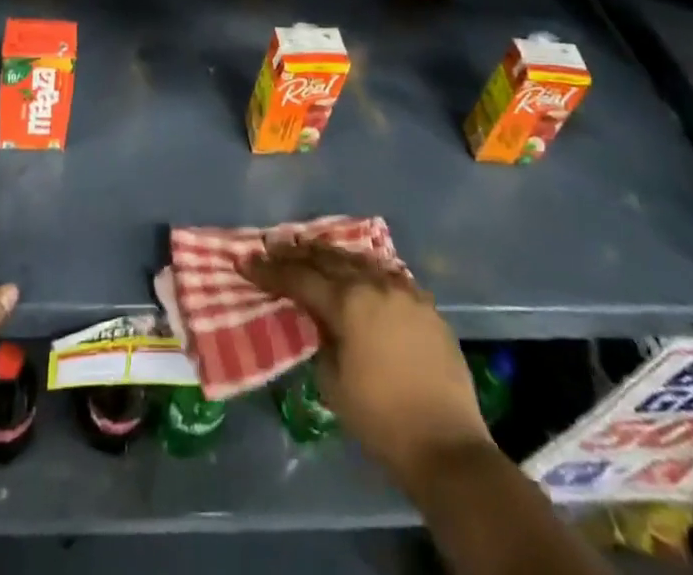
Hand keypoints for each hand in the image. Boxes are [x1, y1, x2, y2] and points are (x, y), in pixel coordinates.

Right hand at [244, 238, 488, 487]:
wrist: (446, 446)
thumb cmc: (380, 419)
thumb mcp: (332, 381)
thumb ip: (320, 338)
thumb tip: (318, 320)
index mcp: (348, 302)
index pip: (299, 277)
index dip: (269, 270)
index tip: (246, 262)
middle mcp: (375, 284)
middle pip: (328, 258)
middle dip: (297, 253)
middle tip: (273, 247)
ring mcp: (404, 290)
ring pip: (360, 260)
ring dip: (331, 255)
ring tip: (311, 250)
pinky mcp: (425, 305)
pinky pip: (388, 275)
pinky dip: (365, 269)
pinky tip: (358, 271)